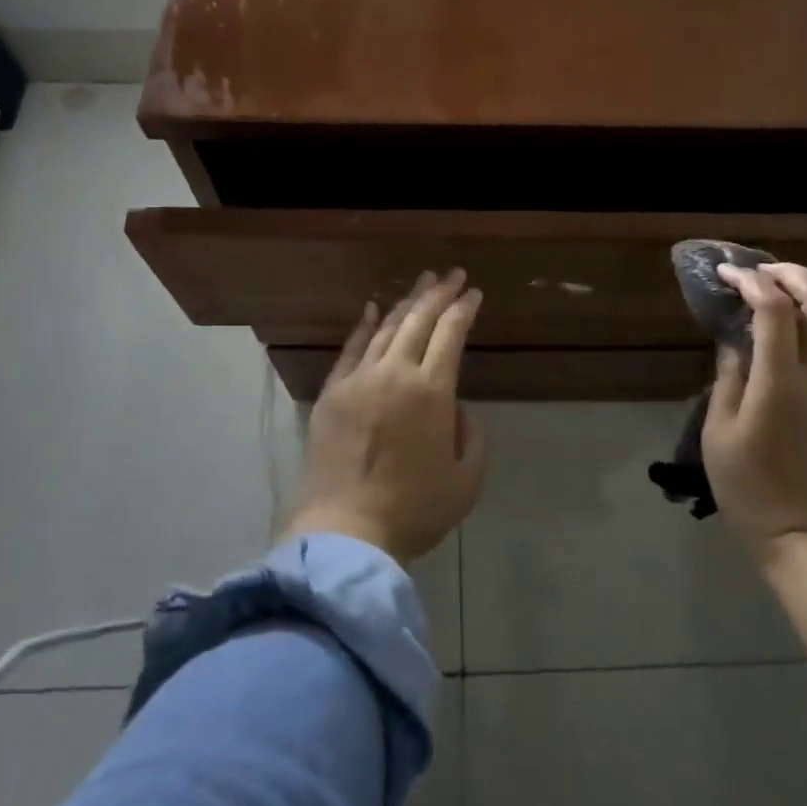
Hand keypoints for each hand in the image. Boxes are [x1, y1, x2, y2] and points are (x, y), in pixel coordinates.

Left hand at [284, 270, 486, 562]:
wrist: (346, 530)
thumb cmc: (414, 509)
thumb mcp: (467, 480)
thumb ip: (472, 435)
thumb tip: (455, 408)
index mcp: (432, 391)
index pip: (451, 334)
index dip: (464, 310)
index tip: (474, 293)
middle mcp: (395, 373)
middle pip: (419, 320)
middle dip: (439, 293)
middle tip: (452, 275)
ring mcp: (359, 379)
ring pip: (386, 328)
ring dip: (406, 302)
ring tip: (422, 283)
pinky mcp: (332, 392)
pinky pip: (351, 348)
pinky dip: (364, 325)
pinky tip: (373, 308)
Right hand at [701, 262, 806, 553]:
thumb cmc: (750, 488)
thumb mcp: (720, 432)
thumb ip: (728, 377)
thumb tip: (733, 341)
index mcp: (782, 382)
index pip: (775, 308)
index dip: (750, 281)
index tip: (725, 273)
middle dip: (790, 272)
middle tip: (756, 270)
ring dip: (803, 292)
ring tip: (767, 290)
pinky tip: (780, 327)